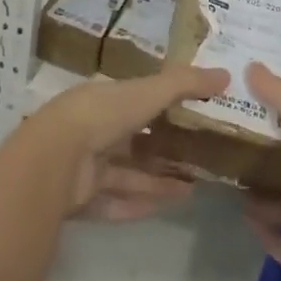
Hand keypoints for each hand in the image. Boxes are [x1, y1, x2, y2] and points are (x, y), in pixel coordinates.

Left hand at [23, 67, 227, 222]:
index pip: (136, 100)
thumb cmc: (102, 115)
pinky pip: (116, 202)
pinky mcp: (82, 199)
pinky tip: (170, 206)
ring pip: (128, 174)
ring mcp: (85, 166)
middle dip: (164, 150)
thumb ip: (184, 83)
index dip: (163, 106)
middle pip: (134, 141)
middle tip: (199, 159)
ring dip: (158, 180)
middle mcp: (93, 130)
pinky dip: (140, 204)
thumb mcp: (147, 92)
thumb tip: (226, 74)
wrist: (54, 160)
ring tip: (194, 187)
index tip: (193, 115)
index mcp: (103, 100)